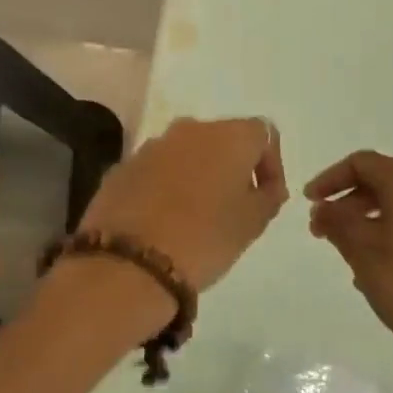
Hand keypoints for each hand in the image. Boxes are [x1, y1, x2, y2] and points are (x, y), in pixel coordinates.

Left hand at [76, 116, 288, 294]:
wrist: (131, 262)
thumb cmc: (205, 239)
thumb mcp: (252, 224)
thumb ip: (268, 197)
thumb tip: (268, 187)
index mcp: (229, 136)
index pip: (262, 134)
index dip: (271, 164)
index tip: (267, 196)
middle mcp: (189, 130)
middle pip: (221, 139)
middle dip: (231, 168)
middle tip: (233, 206)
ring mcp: (150, 146)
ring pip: (185, 153)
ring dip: (196, 175)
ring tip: (196, 215)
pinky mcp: (122, 167)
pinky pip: (155, 170)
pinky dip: (165, 187)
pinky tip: (163, 220)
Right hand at [305, 151, 392, 392]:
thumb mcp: (361, 253)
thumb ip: (336, 222)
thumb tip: (323, 208)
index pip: (362, 164)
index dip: (330, 179)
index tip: (310, 203)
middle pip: (387, 182)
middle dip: (351, 203)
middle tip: (325, 232)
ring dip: (375, 220)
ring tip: (353, 254)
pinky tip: (388, 267)